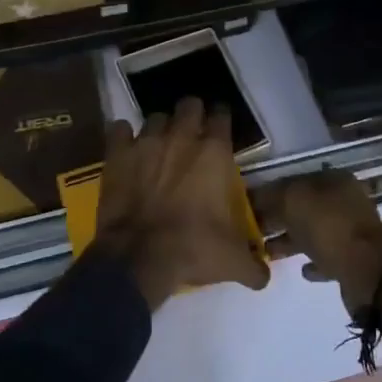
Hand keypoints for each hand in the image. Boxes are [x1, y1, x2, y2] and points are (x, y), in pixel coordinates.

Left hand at [92, 97, 270, 308]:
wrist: (138, 257)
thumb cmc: (192, 249)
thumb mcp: (232, 262)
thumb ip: (253, 265)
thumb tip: (264, 276)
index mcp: (214, 153)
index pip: (222, 117)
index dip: (222, 120)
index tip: (221, 130)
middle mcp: (181, 138)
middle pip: (189, 105)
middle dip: (192, 115)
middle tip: (192, 133)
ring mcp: (146, 142)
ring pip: (155, 117)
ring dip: (160, 128)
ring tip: (160, 145)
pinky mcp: (117, 153)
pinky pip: (119, 130)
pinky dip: (123, 136)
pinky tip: (127, 148)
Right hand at [253, 169, 381, 317]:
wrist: (368, 273)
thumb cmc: (329, 228)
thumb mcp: (294, 200)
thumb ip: (273, 195)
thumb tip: (257, 196)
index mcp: (335, 180)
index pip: (295, 180)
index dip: (270, 192)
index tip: (248, 206)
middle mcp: (346, 201)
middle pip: (304, 207)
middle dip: (278, 218)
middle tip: (253, 231)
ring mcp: (351, 230)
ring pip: (313, 232)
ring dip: (291, 240)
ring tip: (267, 252)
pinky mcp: (354, 259)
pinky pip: (328, 256)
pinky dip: (313, 261)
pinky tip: (301, 269)